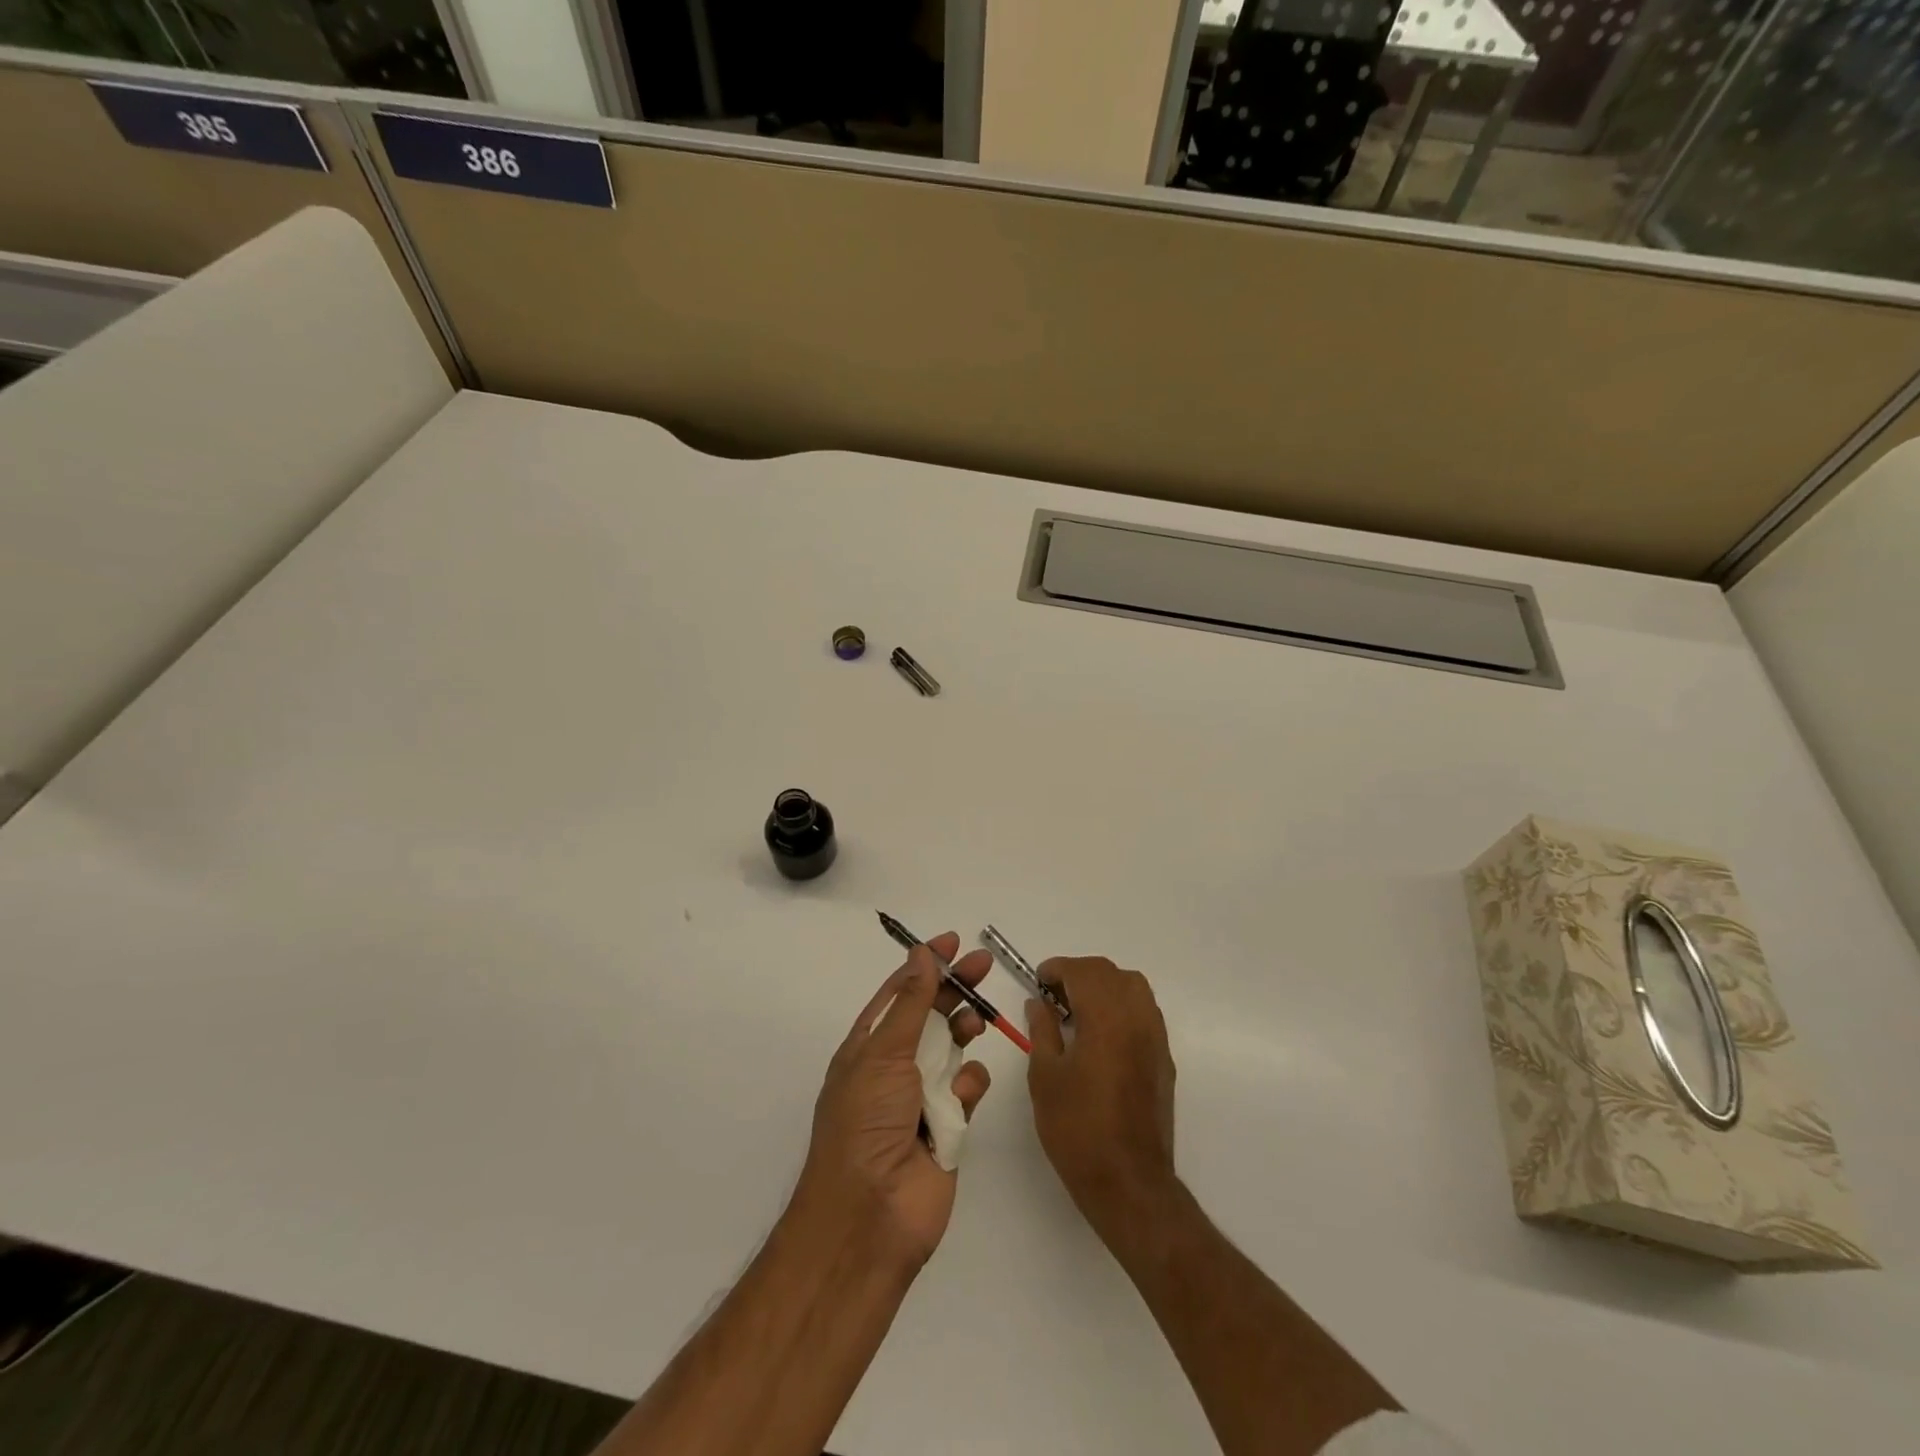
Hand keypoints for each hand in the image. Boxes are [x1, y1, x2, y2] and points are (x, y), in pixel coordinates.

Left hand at [793, 933, 992, 1270]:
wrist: (870, 1216)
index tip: (953, 942)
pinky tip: (963, 1096)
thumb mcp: (882, 1054)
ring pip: (953, 1048)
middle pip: (931, 1014)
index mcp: (868, 1046)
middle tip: (984, 965)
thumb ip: (910, 1003)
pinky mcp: (949, 1126)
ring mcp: (922, 1096)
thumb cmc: (866, 1123)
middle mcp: (894, 1066)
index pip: (900, 993)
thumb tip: (921, 954)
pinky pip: (968, 1089)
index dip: (924, 965)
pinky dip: (970, 1085)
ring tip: (975, 1024)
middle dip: (955, 989)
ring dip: (963, 1031)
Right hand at [1027, 957, 1177, 1237]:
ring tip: (1077, 1011)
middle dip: (1079, 974)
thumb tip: (1039, 1003)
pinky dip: (1121, 1007)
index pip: (1083, 971)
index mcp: (1106, 1017)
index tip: (1038, 981)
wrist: (1128, 1182)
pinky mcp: (1164, 1059)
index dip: (1057, 969)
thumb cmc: (1077, 1128)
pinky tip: (1101, 1035)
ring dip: (1104, 987)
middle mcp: (1136, 1018)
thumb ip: (1042, 1030)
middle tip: (1053, 995)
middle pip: (1110, 973)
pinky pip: (1144, 1012)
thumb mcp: (1045, 1076)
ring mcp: (1155, 1038)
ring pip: (1133, 987)